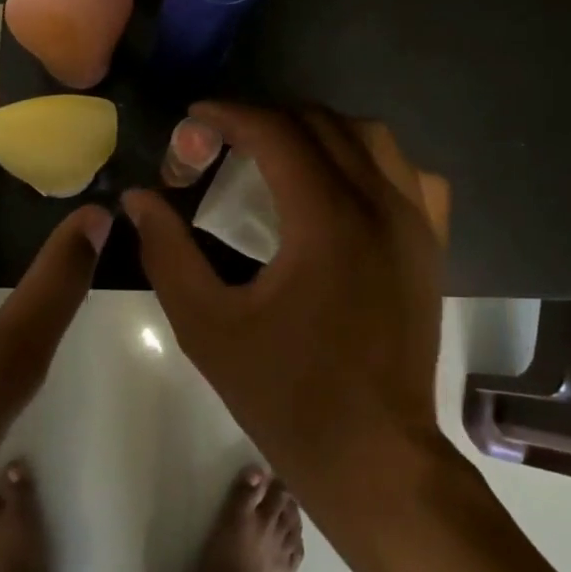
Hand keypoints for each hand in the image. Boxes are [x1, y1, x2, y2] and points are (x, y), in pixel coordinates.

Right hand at [123, 104, 448, 524]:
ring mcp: (416, 223)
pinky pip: (409, 174)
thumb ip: (167, 252)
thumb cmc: (286, 395)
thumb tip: (138, 198)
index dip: (230, 114)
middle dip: (267, 119)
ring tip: (278, 153)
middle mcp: (381, 204)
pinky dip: (370, 159)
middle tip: (225, 142)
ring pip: (370, 137)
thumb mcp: (207, 326)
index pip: (277, 132)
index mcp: (327, 220)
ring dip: (318, 130)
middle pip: (322, 123)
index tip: (196, 117)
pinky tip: (343, 184)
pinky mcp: (432, 245)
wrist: (374, 456)